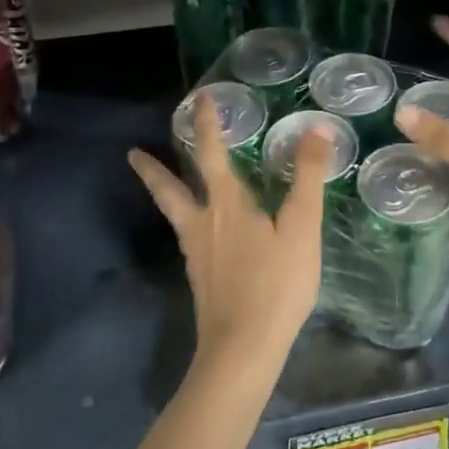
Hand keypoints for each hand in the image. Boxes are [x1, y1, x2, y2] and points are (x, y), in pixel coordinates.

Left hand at [128, 94, 332, 372]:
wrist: (243, 348)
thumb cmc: (276, 284)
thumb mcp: (302, 228)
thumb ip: (308, 178)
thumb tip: (316, 130)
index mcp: (226, 204)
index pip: (212, 153)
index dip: (207, 125)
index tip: (199, 100)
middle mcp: (203, 223)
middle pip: (169, 189)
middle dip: (153, 169)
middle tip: (132, 153)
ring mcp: (196, 253)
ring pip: (173, 214)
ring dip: (163, 193)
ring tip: (158, 183)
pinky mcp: (200, 278)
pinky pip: (186, 237)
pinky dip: (183, 221)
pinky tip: (196, 231)